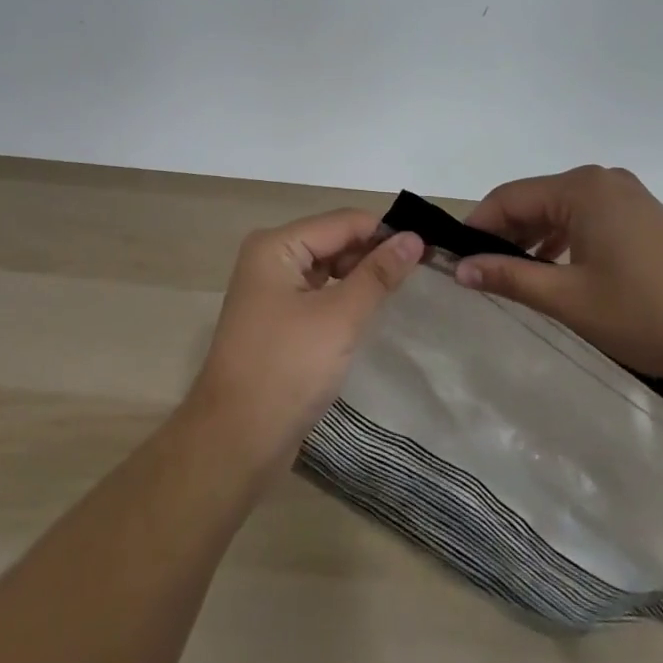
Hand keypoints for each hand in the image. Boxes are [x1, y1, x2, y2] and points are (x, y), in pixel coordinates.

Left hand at [185, 210, 422, 473]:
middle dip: (371, 254)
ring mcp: (269, 290)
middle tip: (419, 274)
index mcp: (276, 245)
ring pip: (326, 268)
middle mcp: (269, 258)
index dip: (383, 232)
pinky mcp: (276, 320)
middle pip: (332, 240)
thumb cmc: (287, 369)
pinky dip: (343, 298)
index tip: (427, 249)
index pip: (341, 222)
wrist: (235, 441)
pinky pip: (317, 294)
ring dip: (359, 277)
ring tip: (400, 291)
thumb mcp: (339, 317)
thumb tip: (412, 238)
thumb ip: (377, 275)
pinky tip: (368, 312)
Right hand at [454, 166, 662, 389]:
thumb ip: (510, 277)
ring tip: (513, 274)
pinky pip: (586, 218)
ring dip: (533, 238)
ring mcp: (627, 196)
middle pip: (534, 199)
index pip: (509, 197)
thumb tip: (460, 269)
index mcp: (582, 188)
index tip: (454, 258)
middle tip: (480, 271)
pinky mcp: (643, 216)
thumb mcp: (569, 299)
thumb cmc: (646, 314)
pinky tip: (556, 269)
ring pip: (560, 210)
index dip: (478, 227)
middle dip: (505, 233)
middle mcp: (602, 180)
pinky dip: (563, 239)